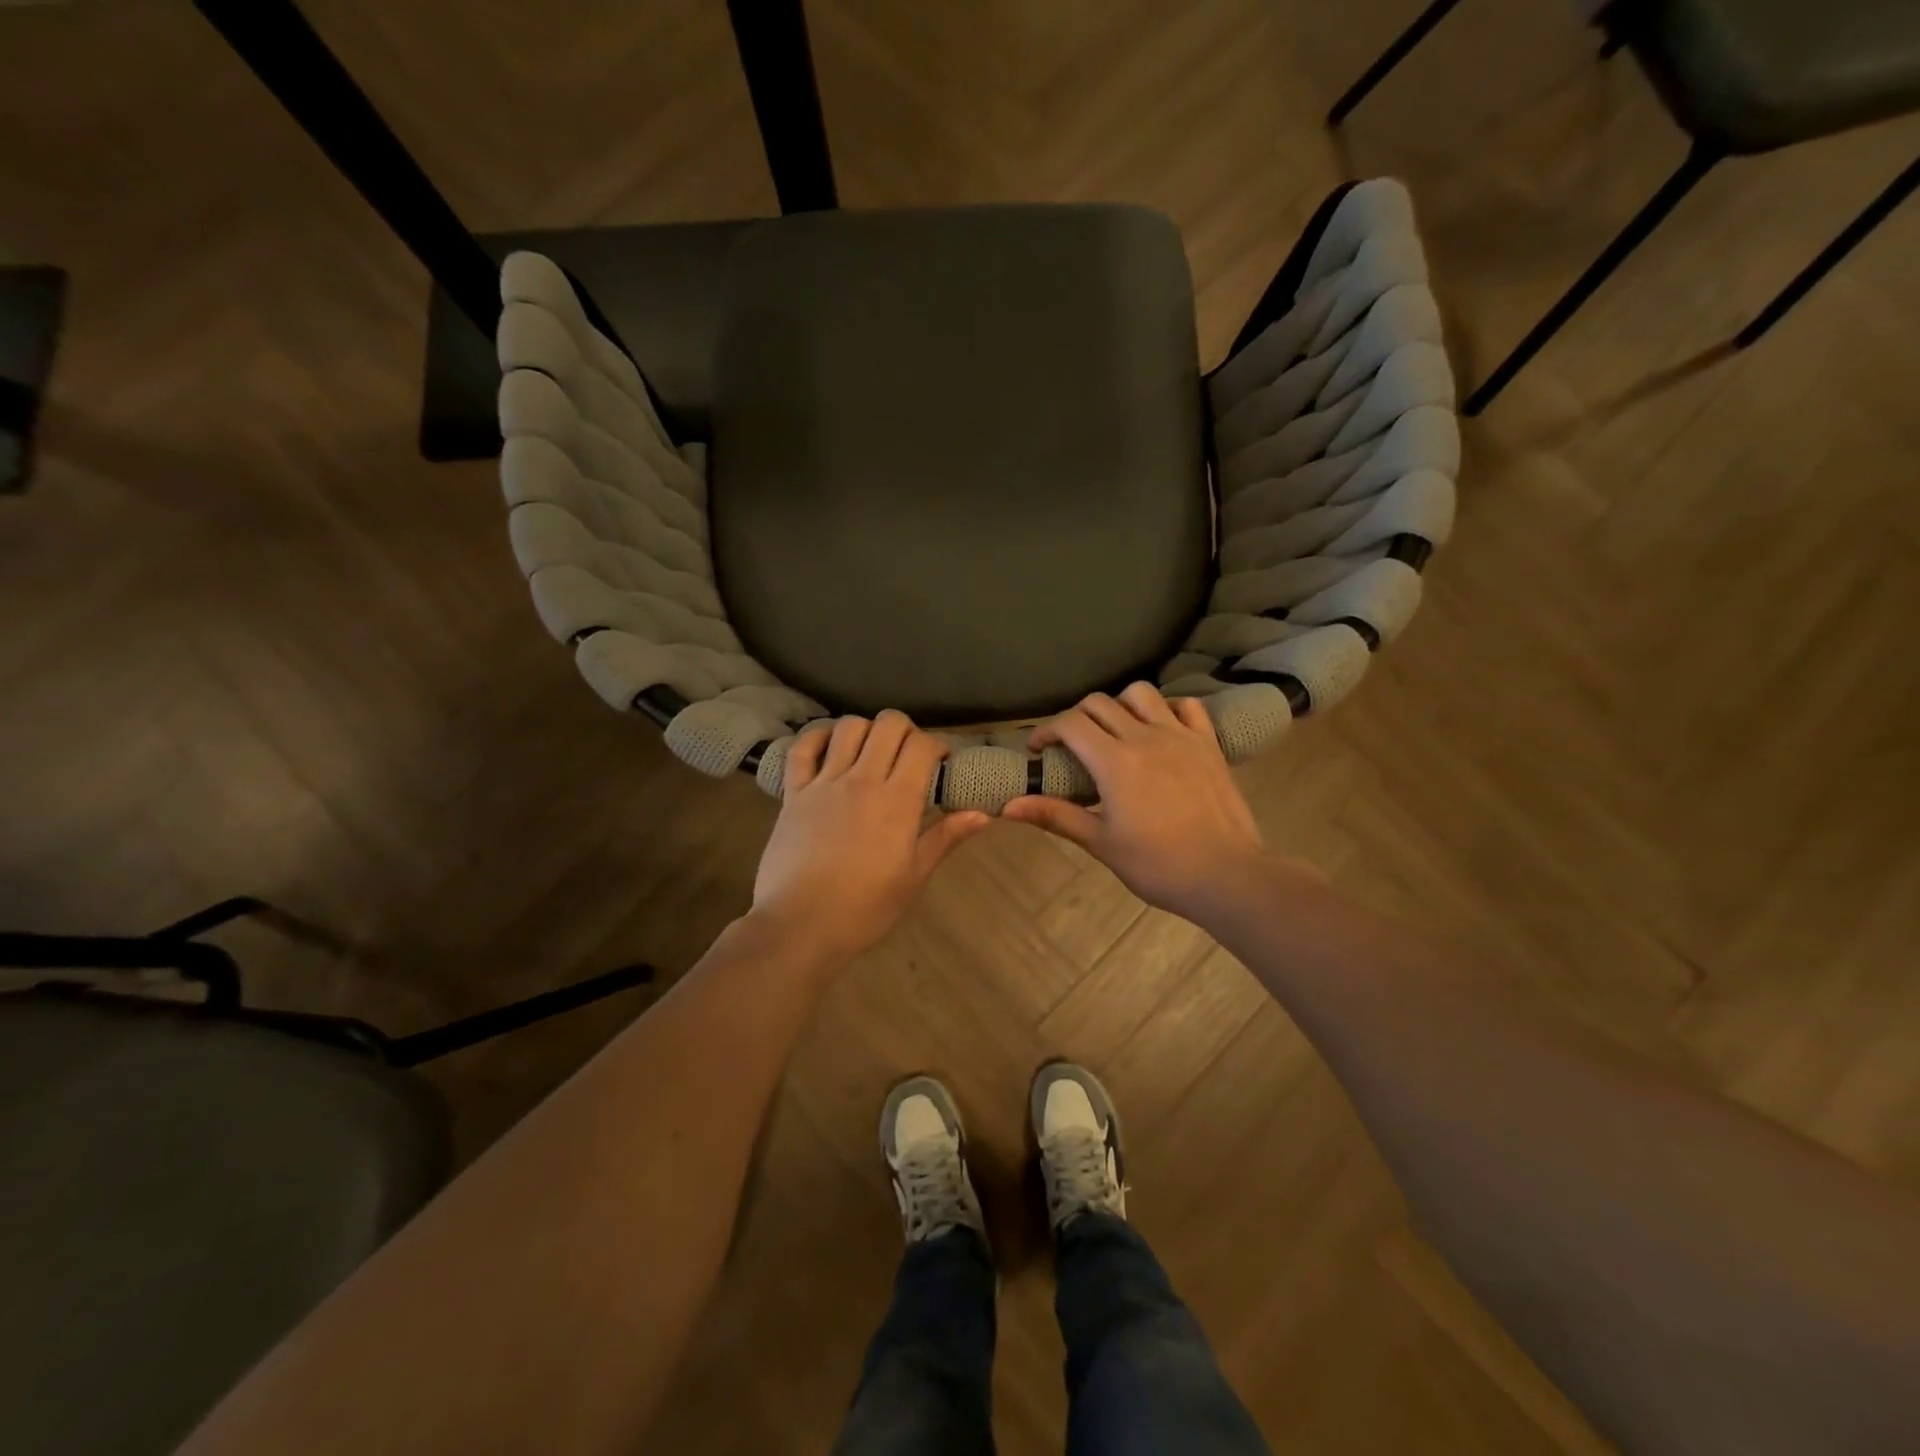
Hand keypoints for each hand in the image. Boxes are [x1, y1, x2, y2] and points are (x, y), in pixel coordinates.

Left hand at [751, 712, 990, 967]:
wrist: (800, 925)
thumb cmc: (865, 907)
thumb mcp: (914, 876)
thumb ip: (945, 837)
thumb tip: (983, 814)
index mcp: (898, 800)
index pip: (923, 746)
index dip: (937, 745)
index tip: (941, 762)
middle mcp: (862, 779)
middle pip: (889, 724)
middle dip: (906, 730)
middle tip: (909, 754)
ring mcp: (824, 782)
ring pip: (848, 727)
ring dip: (867, 730)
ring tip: (872, 751)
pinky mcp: (793, 792)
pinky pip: (802, 748)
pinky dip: (817, 737)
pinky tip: (830, 746)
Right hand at [1002, 683, 1269, 921]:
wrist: (1226, 875)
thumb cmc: (1158, 865)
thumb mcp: (1101, 843)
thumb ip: (1056, 816)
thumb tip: (1007, 807)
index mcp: (1114, 761)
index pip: (1069, 723)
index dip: (1046, 730)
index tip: (1038, 750)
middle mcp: (1145, 737)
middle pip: (1099, 703)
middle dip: (1075, 717)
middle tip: (1070, 745)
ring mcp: (1180, 736)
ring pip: (1141, 694)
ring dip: (1119, 705)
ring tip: (1115, 731)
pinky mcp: (1208, 743)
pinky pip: (1186, 706)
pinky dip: (1166, 709)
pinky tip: (1160, 730)